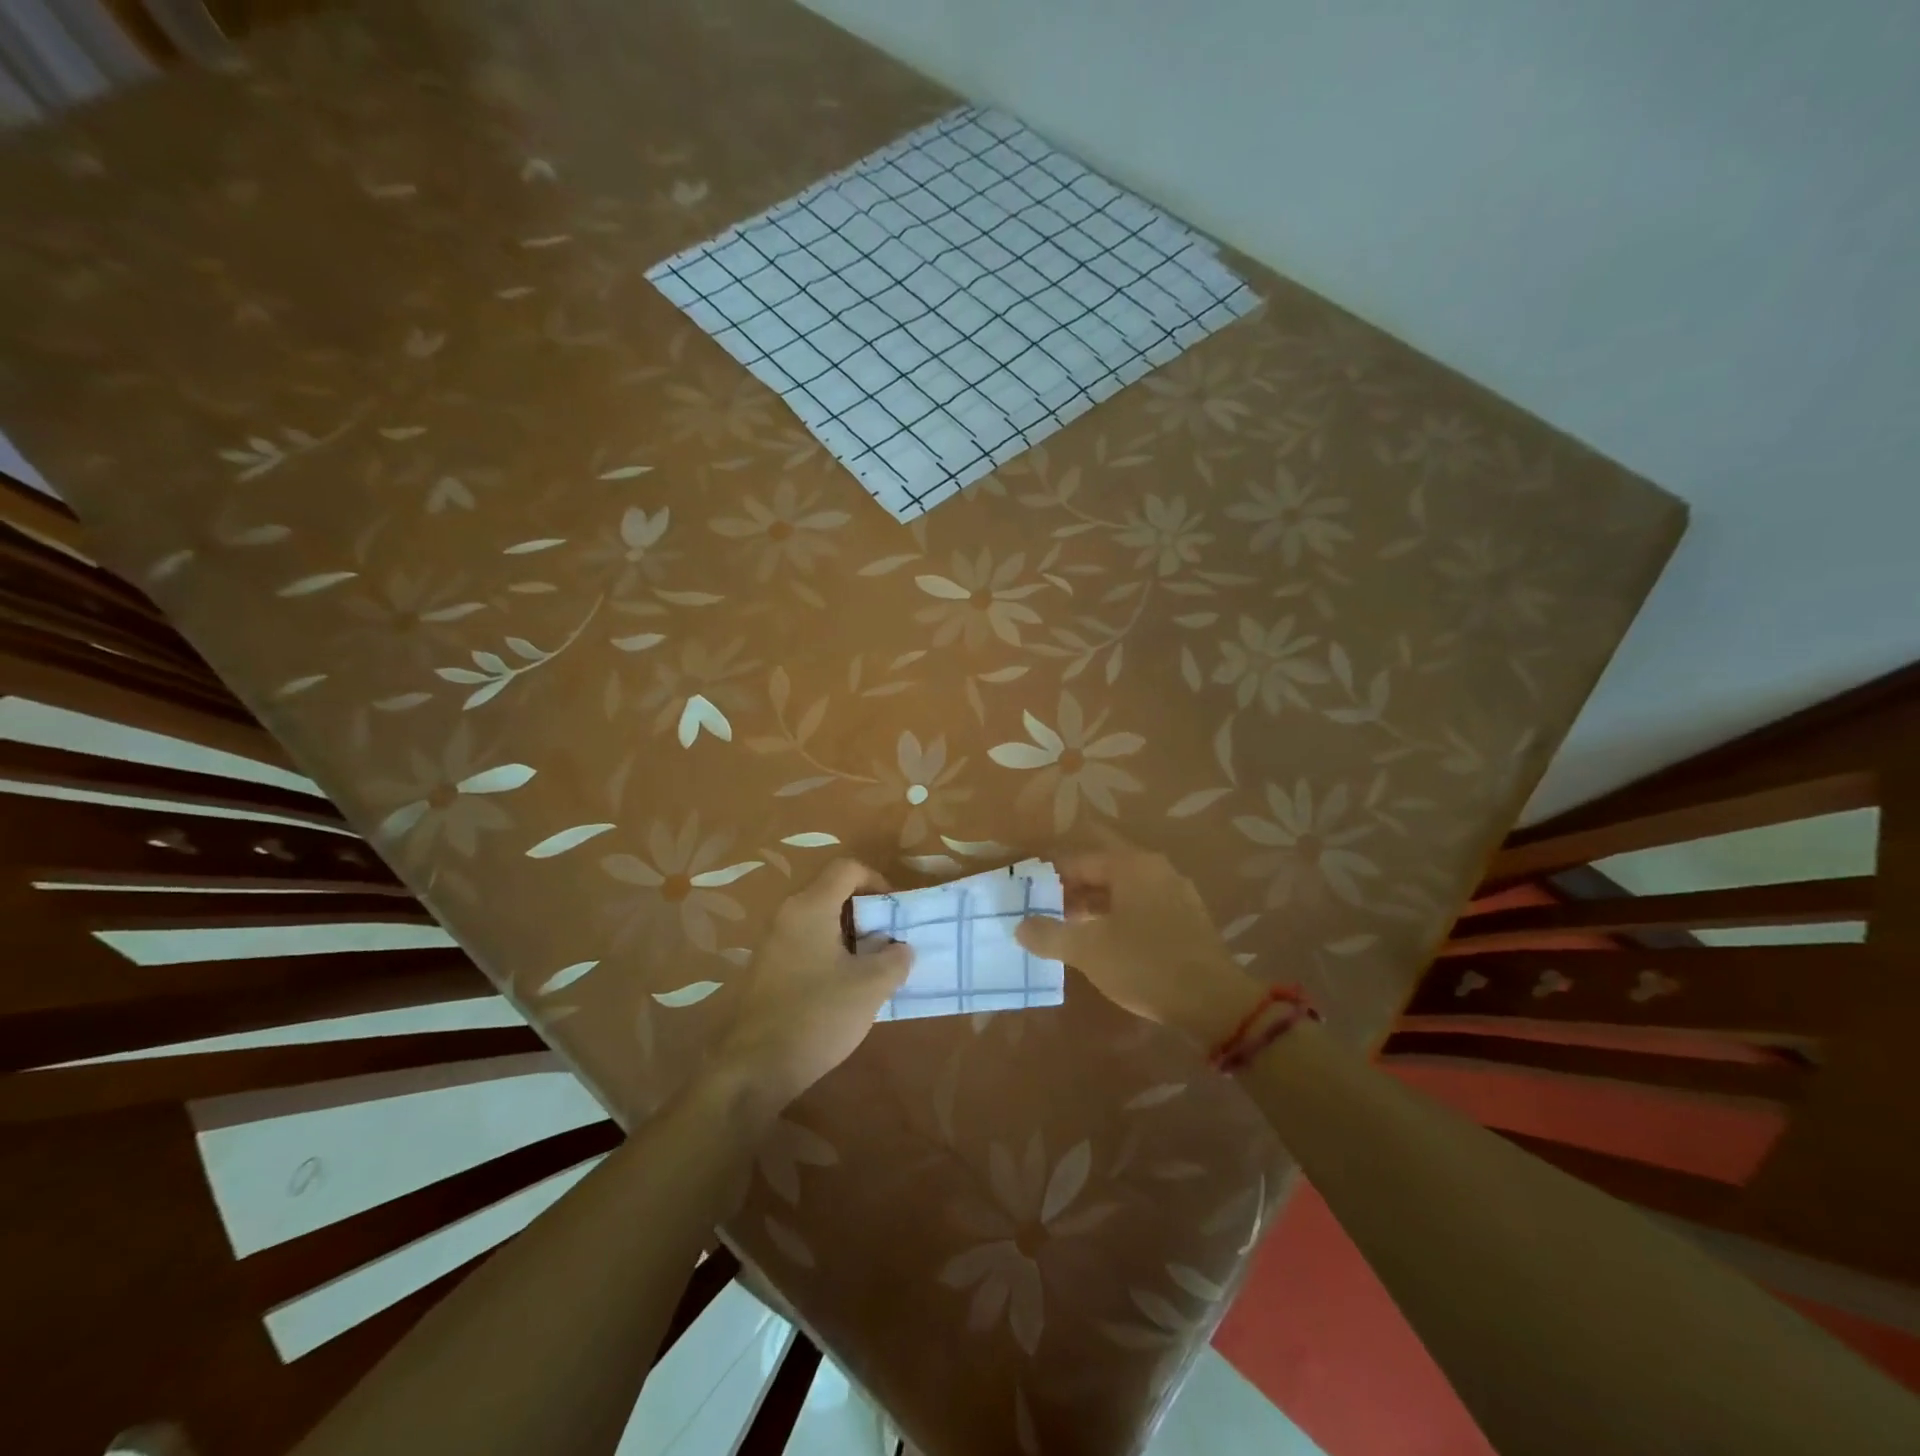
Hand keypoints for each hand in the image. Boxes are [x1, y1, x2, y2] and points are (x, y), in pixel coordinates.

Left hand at [707, 858, 912, 1117]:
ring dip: (850, 936)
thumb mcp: (870, 987)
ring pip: (819, 921)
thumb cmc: (816, 1016)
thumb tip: (901, 948)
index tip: (895, 913)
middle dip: (866, 912)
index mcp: (810, 907)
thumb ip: (895, 959)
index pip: (847, 869)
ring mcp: (772, 943)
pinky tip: (843, 989)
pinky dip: (830, 953)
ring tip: (871, 968)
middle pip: (832, 892)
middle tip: (889, 942)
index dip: (877, 881)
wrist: (754, 1069)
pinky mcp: (766, 969)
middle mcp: (786, 915)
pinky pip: (805, 944)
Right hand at [1015, 837, 1258, 1047]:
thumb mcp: (1087, 950)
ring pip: (1125, 892)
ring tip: (1070, 929)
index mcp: (1132, 866)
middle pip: (1104, 872)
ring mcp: (1178, 894)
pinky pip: (1144, 909)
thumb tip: (1020, 926)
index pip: (1080, 860)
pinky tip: (1107, 944)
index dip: (1051, 876)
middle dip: (1074, 890)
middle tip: (1045, 911)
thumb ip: (1049, 934)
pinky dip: (1120, 919)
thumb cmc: (1144, 964)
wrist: (1214, 1002)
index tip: (1029, 894)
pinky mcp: (1189, 921)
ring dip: (1096, 906)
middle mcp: (1157, 870)